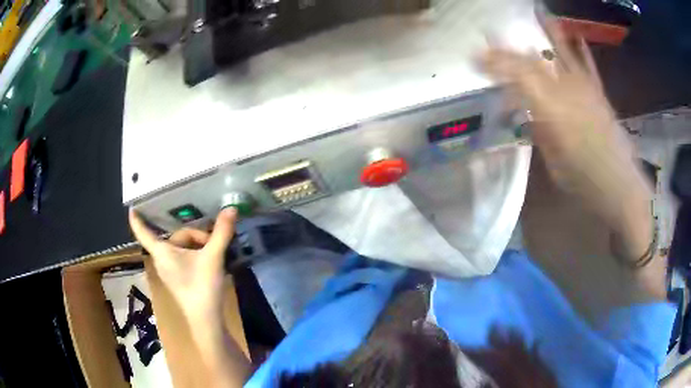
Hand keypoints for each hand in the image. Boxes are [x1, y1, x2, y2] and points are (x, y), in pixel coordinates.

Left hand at [129, 208, 237, 323]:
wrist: (206, 319)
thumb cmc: (202, 286)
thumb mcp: (213, 257)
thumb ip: (221, 232)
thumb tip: (231, 208)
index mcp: (162, 252)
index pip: (143, 232)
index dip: (137, 219)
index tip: (131, 207)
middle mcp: (161, 260)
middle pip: (176, 237)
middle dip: (196, 236)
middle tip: (214, 243)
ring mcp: (169, 271)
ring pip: (181, 248)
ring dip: (198, 245)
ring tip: (215, 251)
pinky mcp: (177, 279)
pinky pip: (182, 258)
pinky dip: (195, 255)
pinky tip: (210, 261)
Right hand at [479, 18, 651, 228]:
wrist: (622, 188)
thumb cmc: (585, 183)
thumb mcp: (554, 162)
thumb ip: (540, 130)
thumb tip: (528, 111)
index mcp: (553, 110)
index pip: (518, 76)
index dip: (495, 63)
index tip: (475, 56)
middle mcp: (568, 91)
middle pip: (534, 61)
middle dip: (509, 48)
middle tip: (490, 34)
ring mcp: (586, 89)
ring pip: (561, 54)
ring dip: (546, 32)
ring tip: (536, 13)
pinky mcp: (600, 93)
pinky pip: (588, 66)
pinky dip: (580, 50)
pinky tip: (576, 36)